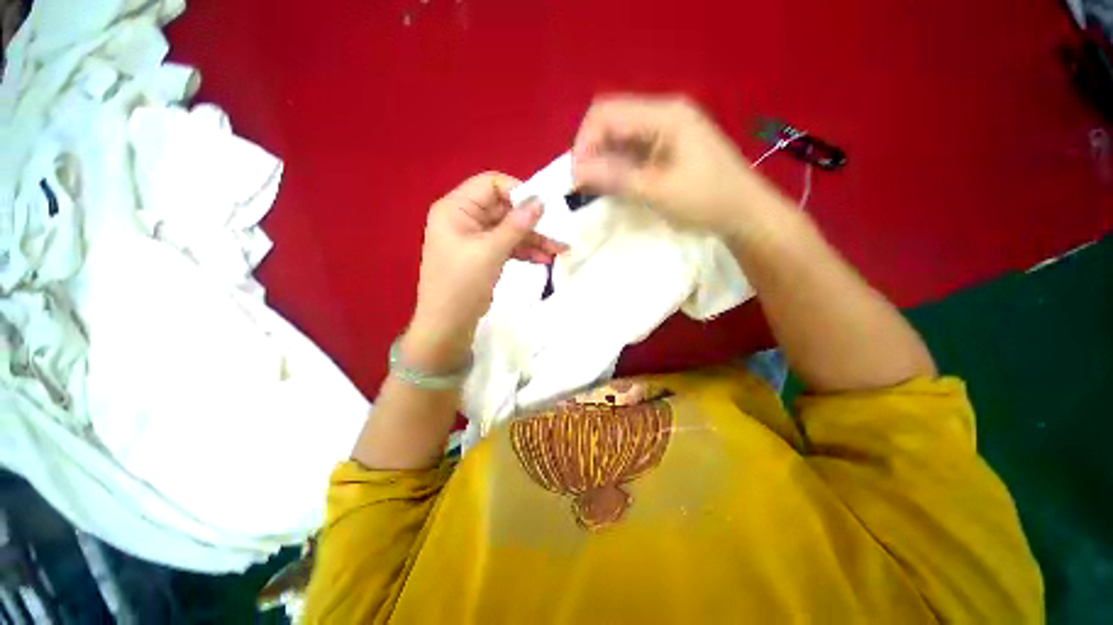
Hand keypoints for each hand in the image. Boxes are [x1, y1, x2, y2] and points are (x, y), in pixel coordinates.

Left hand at [403, 173, 565, 371]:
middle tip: (558, 231)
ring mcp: (474, 238)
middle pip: (503, 209)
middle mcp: (464, 218)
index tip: (542, 206)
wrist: (448, 324)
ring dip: (533, 239)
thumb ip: (516, 225)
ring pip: (508, 230)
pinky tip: (544, 258)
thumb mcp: (490, 251)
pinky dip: (524, 251)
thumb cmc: (462, 284)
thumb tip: (540, 201)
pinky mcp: (483, 255)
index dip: (517, 192)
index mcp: (456, 208)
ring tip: (559, 250)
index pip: (490, 185)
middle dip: (531, 222)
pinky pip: (507, 246)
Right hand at [572, 95, 774, 238]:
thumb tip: (577, 172)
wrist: (743, 213)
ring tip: (594, 188)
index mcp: (665, 115)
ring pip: (619, 137)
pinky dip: (616, 167)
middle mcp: (662, 114)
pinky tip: (612, 185)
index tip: (577, 177)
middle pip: (611, 121)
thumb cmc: (706, 200)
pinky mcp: (665, 148)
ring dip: (602, 160)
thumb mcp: (658, 191)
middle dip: (591, 151)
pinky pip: (631, 151)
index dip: (585, 142)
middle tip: (583, 184)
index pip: (607, 113)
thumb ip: (616, 178)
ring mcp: (665, 131)